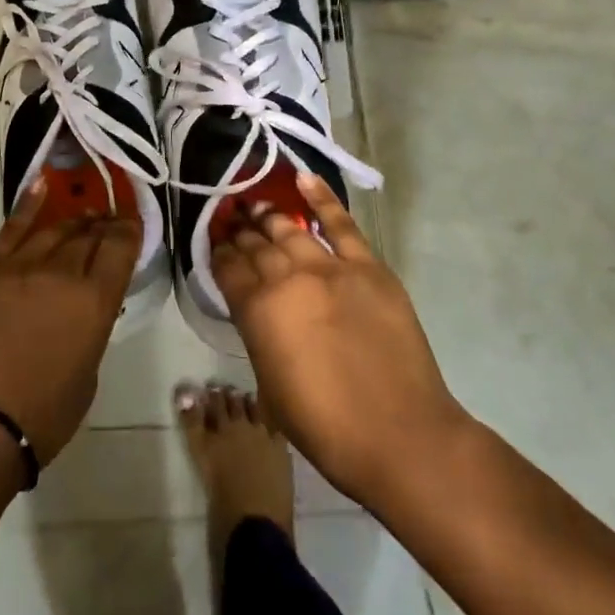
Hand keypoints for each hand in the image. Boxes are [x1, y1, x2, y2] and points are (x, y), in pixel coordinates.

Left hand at [0, 181, 139, 463]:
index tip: (132, 223)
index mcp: (96, 300)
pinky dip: (29, 203)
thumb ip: (92, 324)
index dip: (130, 229)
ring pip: (55, 228)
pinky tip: (42, 185)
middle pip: (89, 233)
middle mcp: (63, 272)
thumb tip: (86, 304)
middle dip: (103, 225)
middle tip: (108, 223)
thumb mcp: (89, 370)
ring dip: (74, 221)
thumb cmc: (43, 414)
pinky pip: (13, 227)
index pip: (121, 246)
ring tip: (82, 218)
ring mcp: (22, 265)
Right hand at [213, 173, 471, 507]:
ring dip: (268, 216)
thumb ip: (260, 336)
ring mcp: (329, 268)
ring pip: (289, 230)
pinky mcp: (368, 267)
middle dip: (239, 231)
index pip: (227, 268)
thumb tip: (260, 312)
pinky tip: (304, 178)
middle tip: (231, 220)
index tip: (214, 243)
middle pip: (256, 245)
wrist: (400, 436)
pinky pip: (341, 224)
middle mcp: (287, 279)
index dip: (218, 252)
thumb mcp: (269, 386)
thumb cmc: (326, 426)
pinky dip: (322, 198)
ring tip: (255, 206)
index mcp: (257, 311)